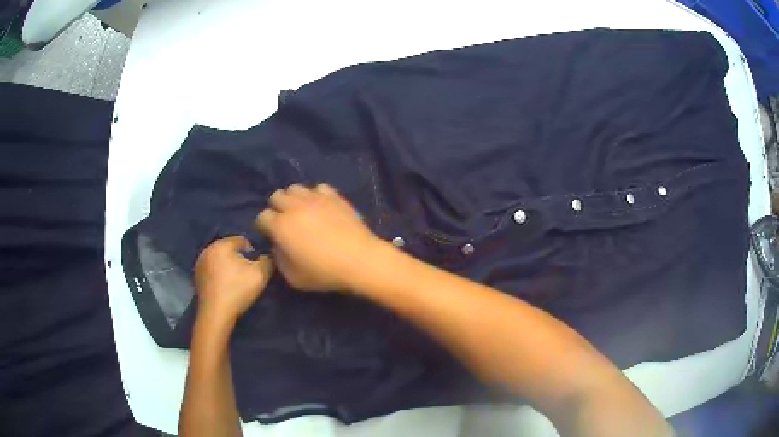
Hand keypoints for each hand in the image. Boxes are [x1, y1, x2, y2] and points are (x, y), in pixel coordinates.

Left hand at [194, 235, 273, 321]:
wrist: (216, 314)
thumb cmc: (237, 290)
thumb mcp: (260, 275)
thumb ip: (267, 260)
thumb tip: (266, 256)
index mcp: (222, 244)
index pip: (242, 240)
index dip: (252, 251)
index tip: (256, 266)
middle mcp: (208, 249)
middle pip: (229, 248)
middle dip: (238, 258)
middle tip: (247, 274)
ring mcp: (200, 263)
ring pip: (219, 259)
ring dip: (227, 266)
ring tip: (236, 281)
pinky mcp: (197, 276)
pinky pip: (212, 269)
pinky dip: (219, 274)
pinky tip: (225, 287)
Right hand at [255, 184, 383, 291]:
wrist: (360, 260)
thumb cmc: (325, 273)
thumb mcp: (293, 277)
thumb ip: (279, 259)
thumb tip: (278, 245)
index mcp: (281, 226)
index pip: (261, 217)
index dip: (263, 226)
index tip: (270, 235)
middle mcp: (294, 207)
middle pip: (276, 196)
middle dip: (276, 208)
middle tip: (285, 221)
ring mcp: (315, 198)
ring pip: (295, 188)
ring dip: (293, 199)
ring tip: (301, 211)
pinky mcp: (333, 196)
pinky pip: (318, 188)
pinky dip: (315, 195)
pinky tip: (320, 207)